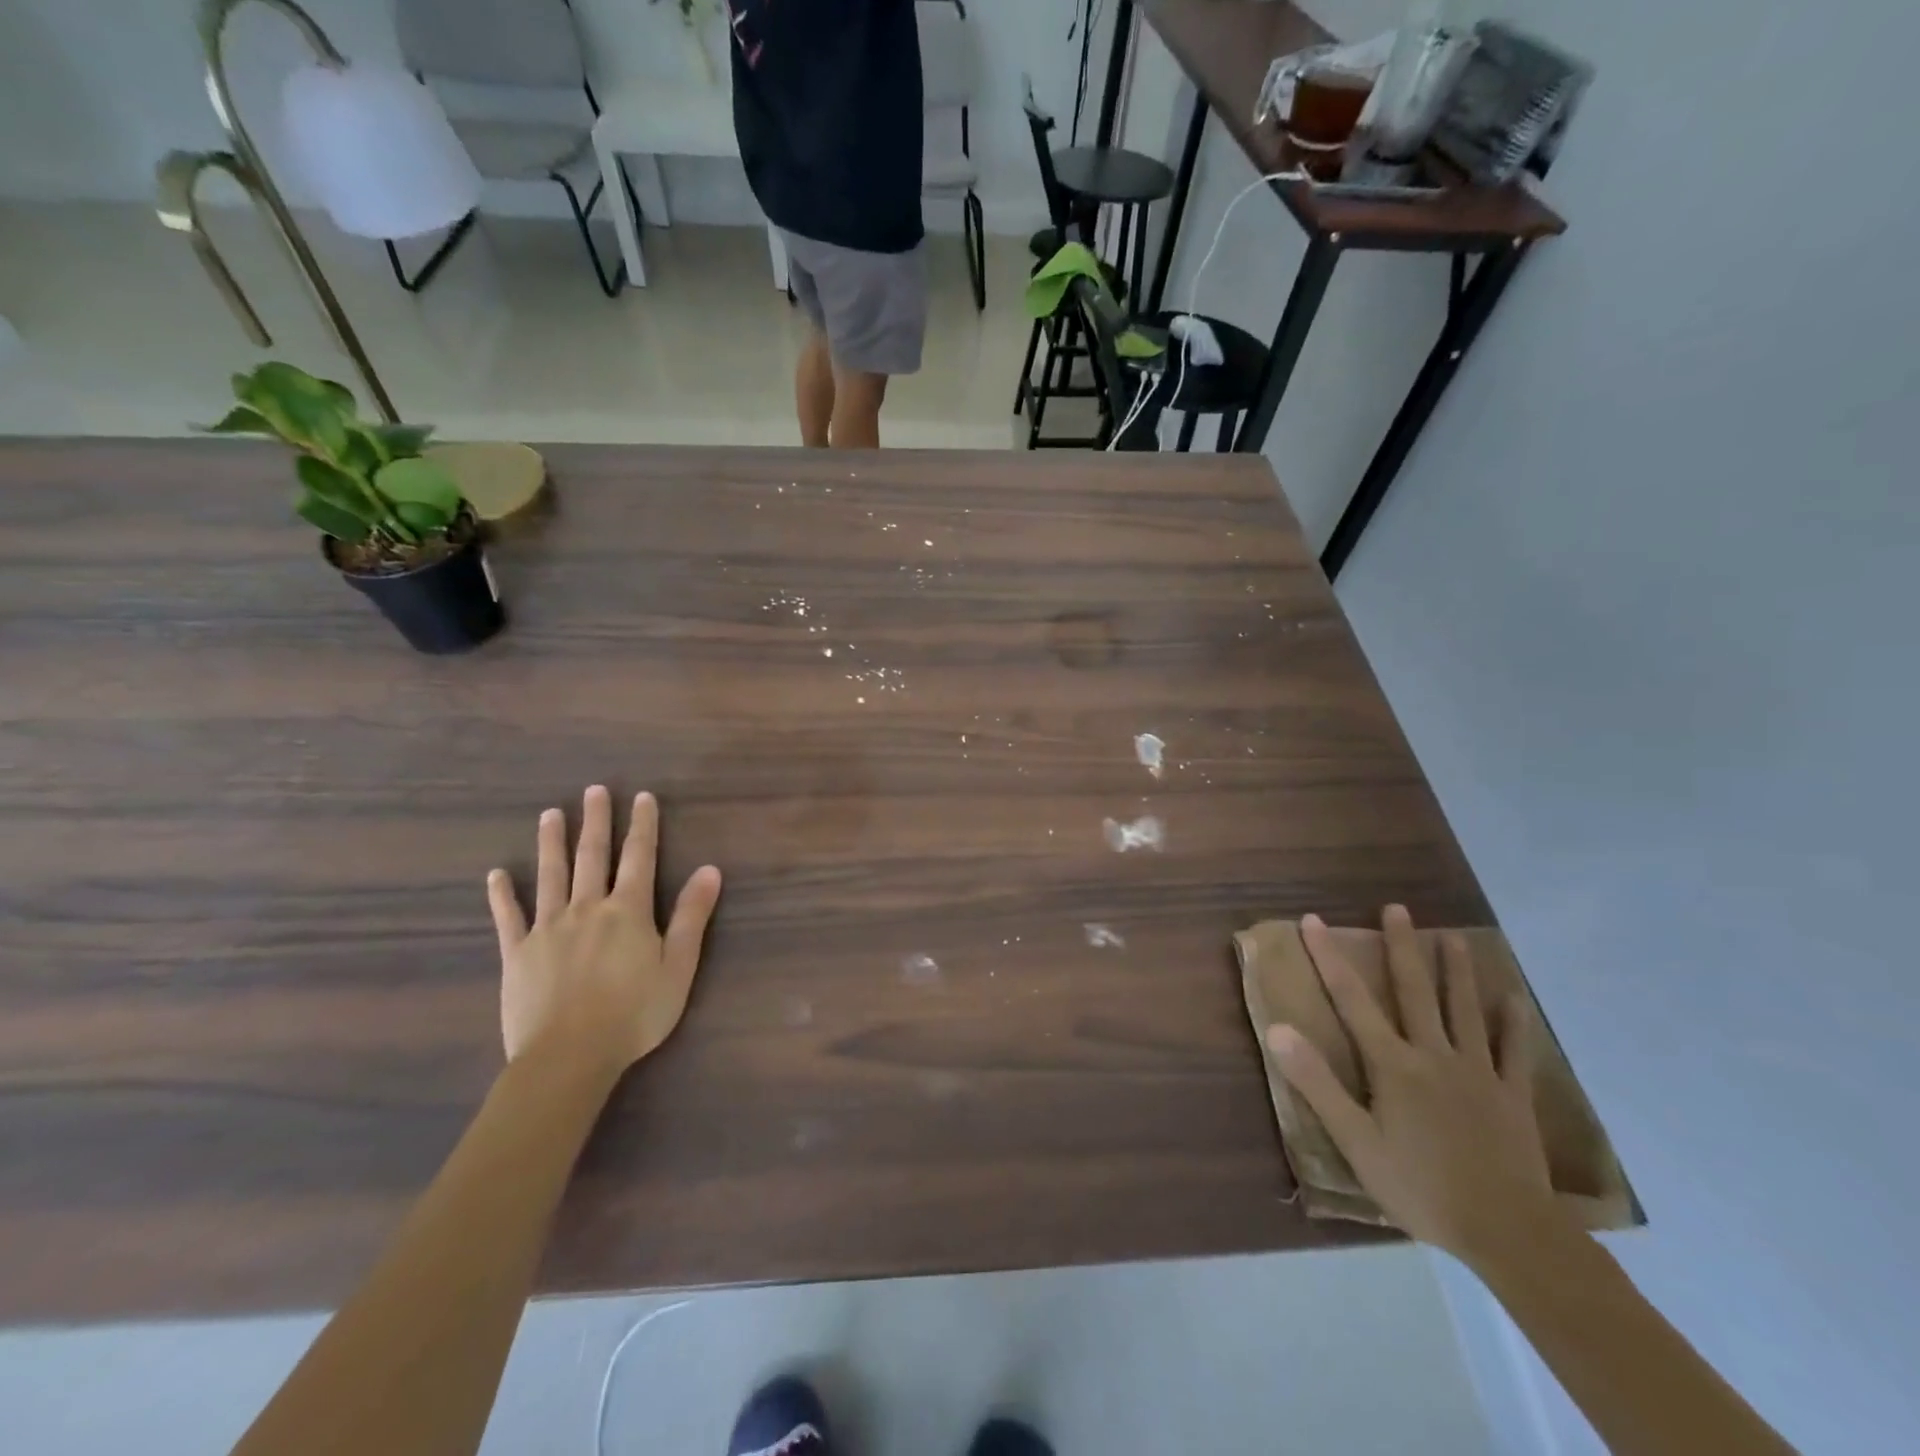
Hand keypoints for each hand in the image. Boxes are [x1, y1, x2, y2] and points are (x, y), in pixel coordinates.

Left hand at [488, 786, 722, 1087]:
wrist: (569, 1056)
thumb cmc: (635, 1013)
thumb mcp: (679, 966)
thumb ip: (692, 916)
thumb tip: (710, 870)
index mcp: (628, 911)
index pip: (638, 858)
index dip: (642, 826)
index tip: (641, 797)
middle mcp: (587, 908)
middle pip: (592, 856)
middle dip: (595, 821)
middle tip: (593, 791)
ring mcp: (548, 928)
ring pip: (550, 876)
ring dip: (551, 843)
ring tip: (550, 815)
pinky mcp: (517, 953)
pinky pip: (508, 917)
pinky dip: (502, 895)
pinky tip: (497, 875)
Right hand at [1265, 906, 1564, 1267]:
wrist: (1508, 1232)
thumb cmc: (1420, 1186)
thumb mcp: (1355, 1141)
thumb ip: (1316, 1083)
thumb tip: (1278, 1030)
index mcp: (1393, 1064)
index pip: (1352, 999)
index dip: (1329, 957)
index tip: (1314, 920)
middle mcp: (1434, 1054)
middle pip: (1414, 992)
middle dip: (1401, 947)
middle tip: (1397, 909)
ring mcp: (1478, 1073)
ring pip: (1464, 1011)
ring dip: (1456, 971)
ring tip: (1454, 937)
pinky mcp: (1513, 1096)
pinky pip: (1513, 1052)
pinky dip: (1513, 1024)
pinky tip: (1513, 999)